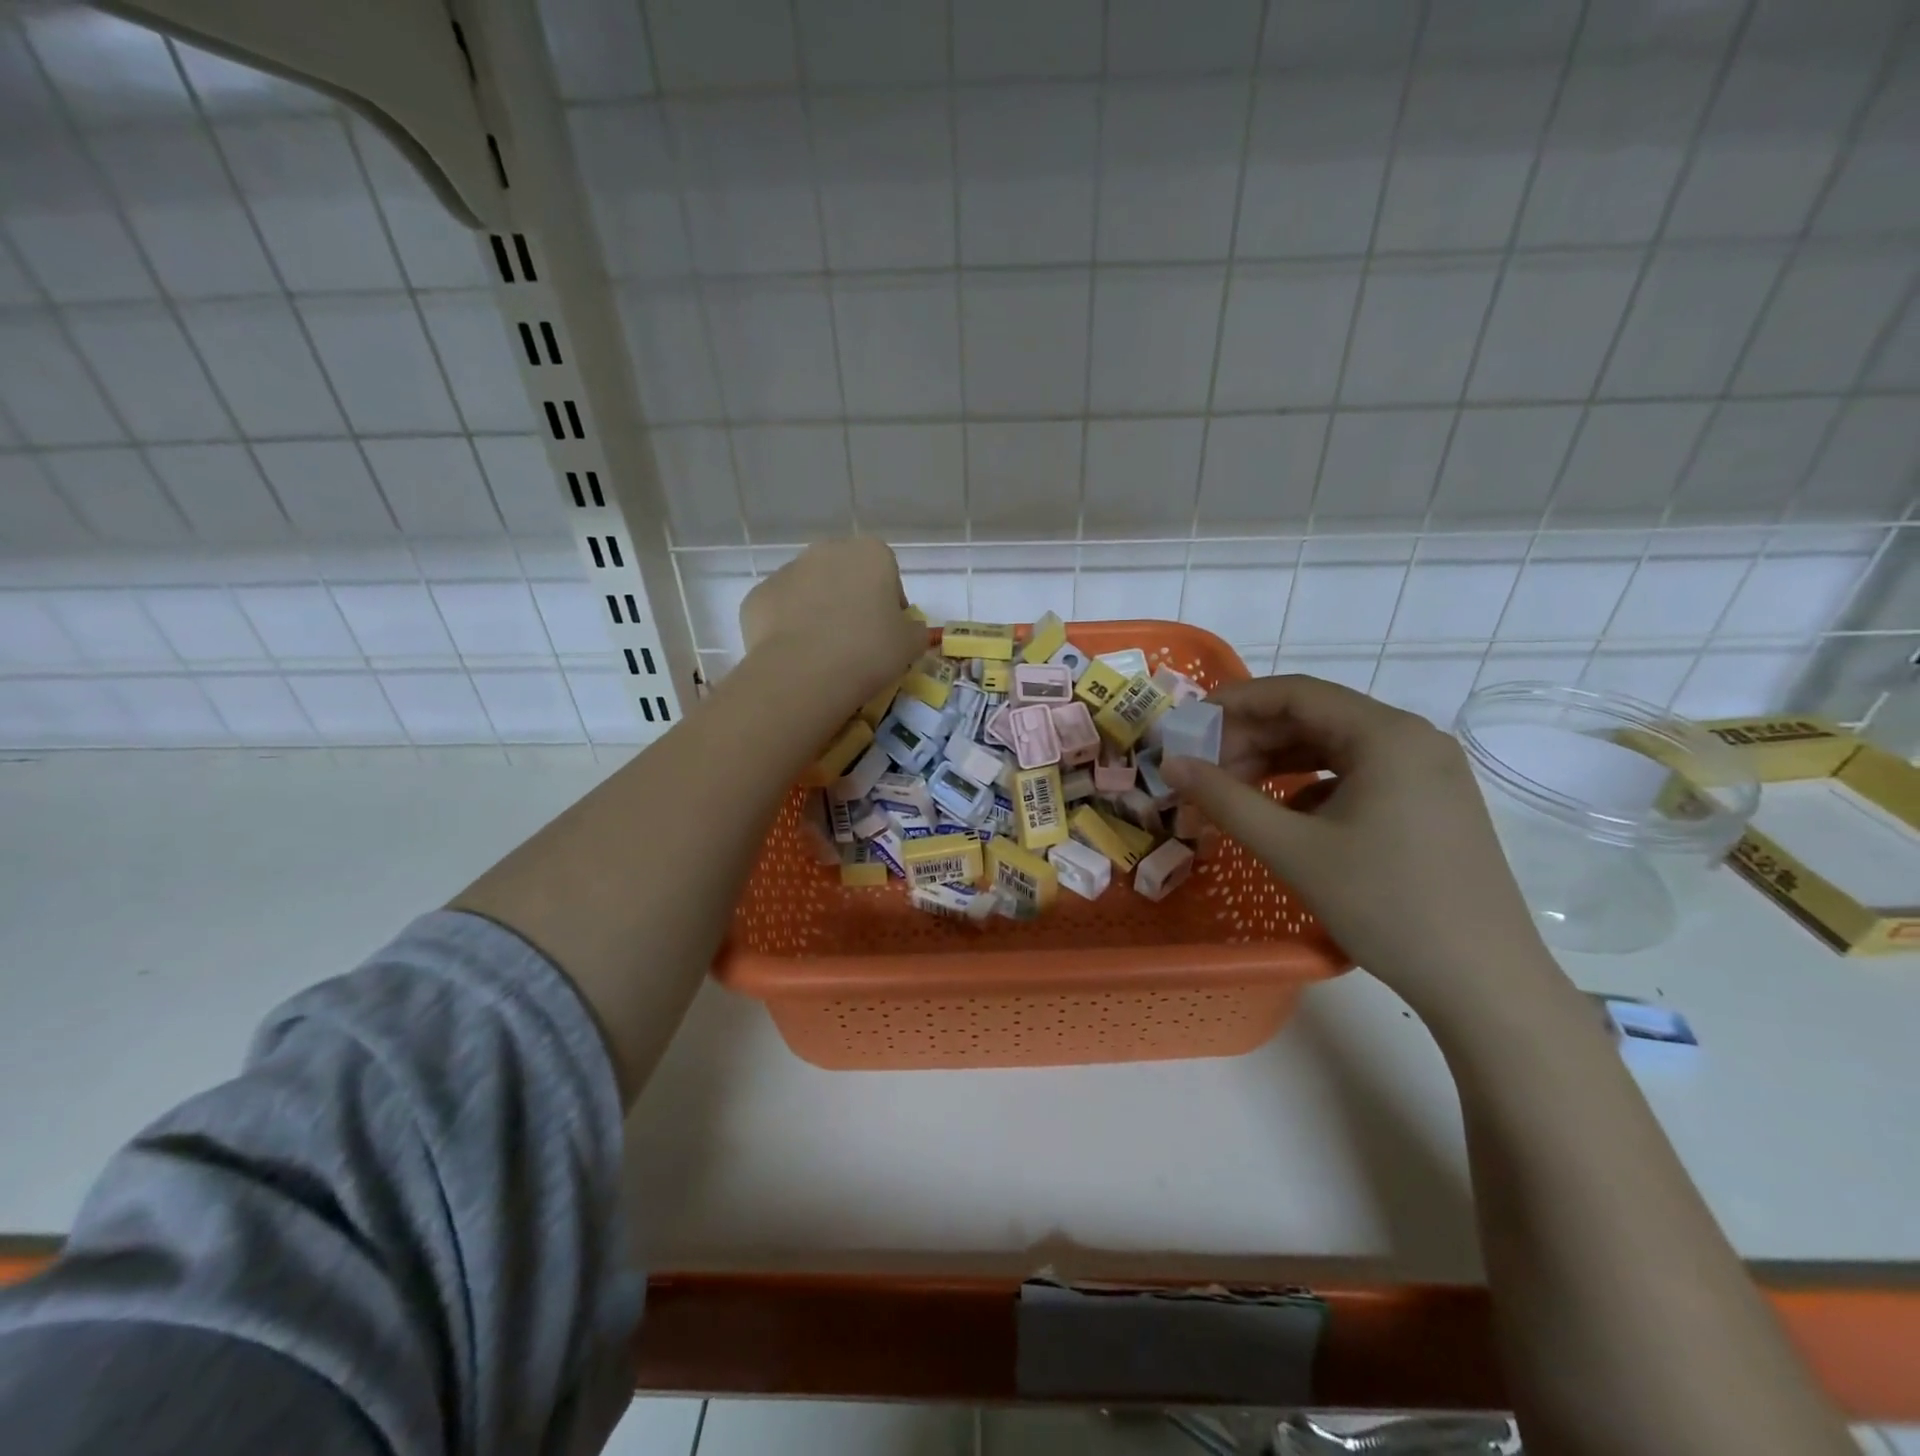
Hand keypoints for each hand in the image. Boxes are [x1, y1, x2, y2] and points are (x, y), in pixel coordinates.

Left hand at [739, 537, 925, 704]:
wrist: (805, 673)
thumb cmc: (869, 651)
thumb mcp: (911, 644)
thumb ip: (914, 628)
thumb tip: (906, 628)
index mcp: (871, 553)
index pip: (887, 573)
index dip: (889, 604)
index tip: (888, 633)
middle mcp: (826, 550)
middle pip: (845, 575)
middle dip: (850, 601)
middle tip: (856, 642)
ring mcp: (787, 570)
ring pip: (810, 590)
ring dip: (818, 612)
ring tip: (824, 653)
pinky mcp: (758, 596)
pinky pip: (781, 610)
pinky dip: (788, 628)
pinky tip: (797, 656)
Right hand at [1159, 676, 1558, 1017]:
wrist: (1484, 982)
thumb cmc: (1385, 905)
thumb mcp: (1293, 849)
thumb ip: (1225, 799)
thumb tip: (1172, 764)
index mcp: (1386, 734)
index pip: (1296, 693)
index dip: (1235, 702)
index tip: (1189, 726)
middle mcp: (1412, 738)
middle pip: (1315, 717)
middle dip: (1252, 739)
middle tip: (1205, 772)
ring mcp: (1427, 771)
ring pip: (1334, 747)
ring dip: (1278, 763)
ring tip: (1234, 793)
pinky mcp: (1431, 802)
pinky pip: (1358, 775)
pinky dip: (1311, 786)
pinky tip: (1284, 817)